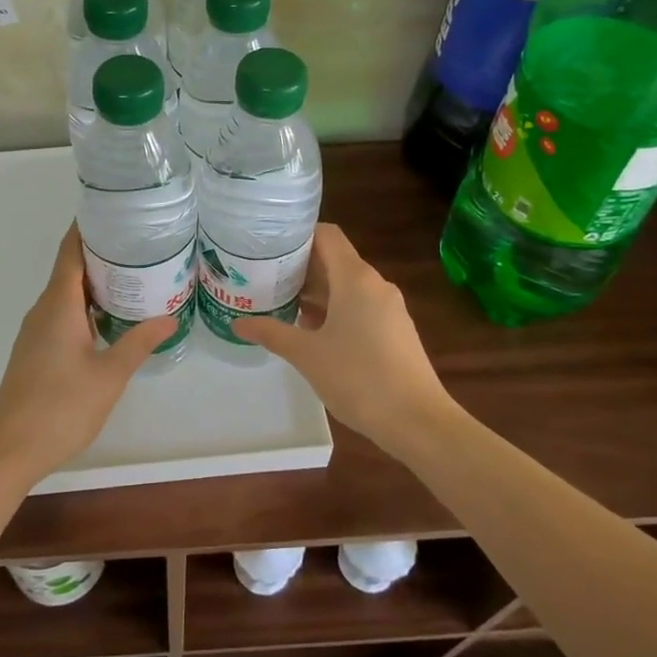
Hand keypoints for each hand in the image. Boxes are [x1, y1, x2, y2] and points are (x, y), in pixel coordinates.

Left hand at [0, 225, 175, 477]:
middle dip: (100, 252)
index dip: (88, 228)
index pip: (70, 251)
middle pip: (69, 268)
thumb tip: (169, 317)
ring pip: (66, 293)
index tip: (113, 211)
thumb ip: (138, 342)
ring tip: (132, 275)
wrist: (9, 448)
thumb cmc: (60, 407)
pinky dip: (86, 305)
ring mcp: (36, 331)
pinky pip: (62, 314)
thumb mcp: (109, 375)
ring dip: (94, 281)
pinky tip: (109, 317)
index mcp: (58, 304)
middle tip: (139, 243)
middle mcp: (43, 310)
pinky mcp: (36, 350)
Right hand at [233, 224, 449, 455]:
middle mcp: (374, 284)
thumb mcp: (307, 355)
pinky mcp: (394, 330)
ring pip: (346, 286)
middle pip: (334, 260)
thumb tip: (238, 322)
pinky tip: (311, 331)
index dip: (297, 235)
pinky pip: (359, 306)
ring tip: (280, 303)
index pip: (326, 235)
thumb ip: (271, 333)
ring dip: (315, 292)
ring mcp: (388, 308)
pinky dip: (334, 310)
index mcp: (355, 278)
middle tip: (263, 277)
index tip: (267, 247)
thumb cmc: (359, 378)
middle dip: (299, 267)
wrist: (418, 421)